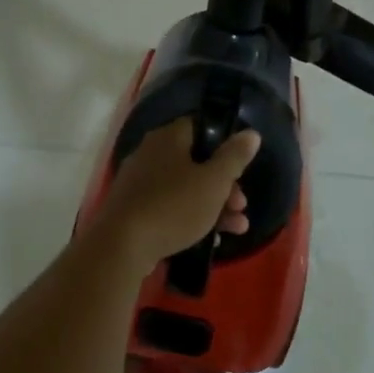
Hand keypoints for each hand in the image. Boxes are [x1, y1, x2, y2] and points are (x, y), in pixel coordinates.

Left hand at [93, 118, 261, 268]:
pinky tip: (210, 240)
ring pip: (184, 188)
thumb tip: (250, 133)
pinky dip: (190, 219)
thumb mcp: (214, 182)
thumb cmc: (174, 206)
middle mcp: (150, 154)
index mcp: (168, 138)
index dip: (223, 144)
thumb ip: (234, 157)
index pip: (199, 127)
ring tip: (237, 228)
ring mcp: (139, 183)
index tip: (240, 166)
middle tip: (241, 206)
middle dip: (224, 185)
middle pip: (195, 162)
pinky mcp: (133, 209)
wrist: (122, 245)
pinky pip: (168, 207)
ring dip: (214, 206)